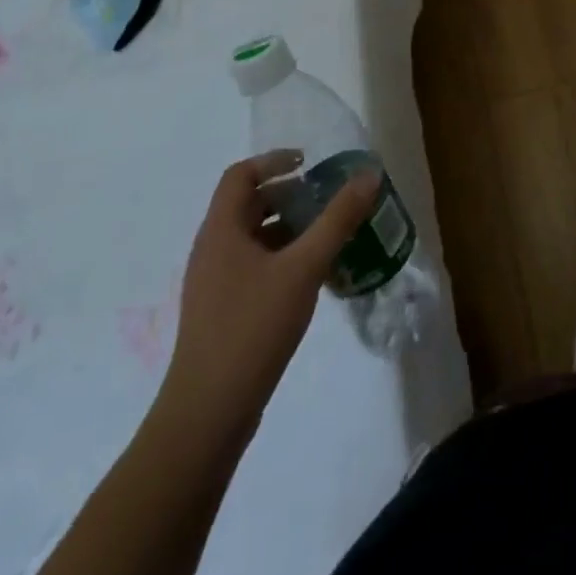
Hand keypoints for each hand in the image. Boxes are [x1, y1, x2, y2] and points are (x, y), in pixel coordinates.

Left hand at [159, 149, 378, 436]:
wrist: (208, 414)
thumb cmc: (252, 328)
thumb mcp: (304, 268)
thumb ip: (337, 220)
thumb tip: (368, 175)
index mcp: (221, 230)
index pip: (240, 174)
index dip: (274, 160)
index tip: (310, 163)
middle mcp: (212, 249)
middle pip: (249, 204)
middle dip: (290, 195)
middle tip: (328, 198)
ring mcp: (214, 283)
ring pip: (253, 238)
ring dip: (289, 228)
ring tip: (329, 235)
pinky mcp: (222, 311)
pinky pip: (254, 266)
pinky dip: (282, 258)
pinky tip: (313, 277)